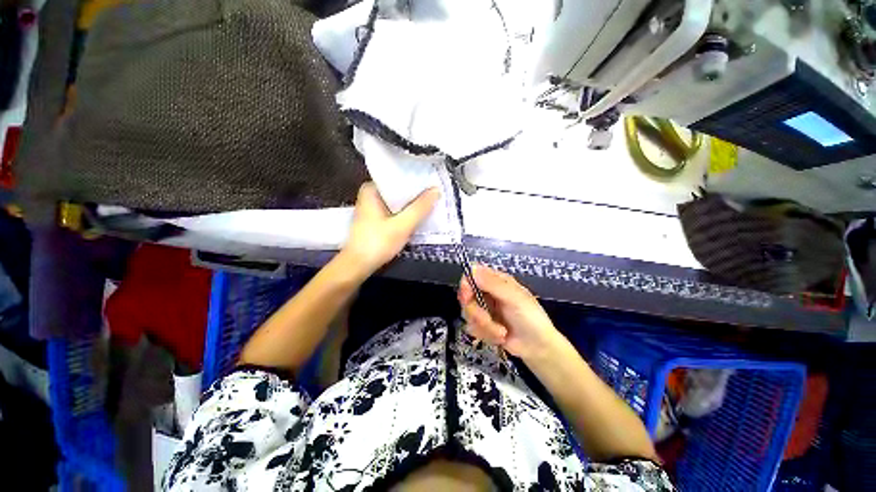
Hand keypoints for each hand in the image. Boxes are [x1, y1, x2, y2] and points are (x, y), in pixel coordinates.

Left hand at [340, 182, 439, 278]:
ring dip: (412, 204)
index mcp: (371, 189)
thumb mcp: (402, 225)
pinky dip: (405, 213)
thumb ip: (420, 208)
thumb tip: (436, 190)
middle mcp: (370, 195)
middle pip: (398, 190)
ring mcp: (372, 207)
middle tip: (435, 193)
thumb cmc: (377, 243)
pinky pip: (395, 210)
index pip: (398, 177)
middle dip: (416, 193)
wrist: (358, 265)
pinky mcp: (376, 219)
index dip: (416, 180)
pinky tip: (418, 215)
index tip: (433, 182)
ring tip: (431, 202)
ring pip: (397, 201)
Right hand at [458, 265, 561, 361]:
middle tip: (487, 320)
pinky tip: (500, 338)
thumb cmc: (531, 318)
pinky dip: (486, 335)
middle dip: (475, 312)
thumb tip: (472, 269)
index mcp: (496, 281)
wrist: (538, 348)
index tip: (467, 297)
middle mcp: (488, 292)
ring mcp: (484, 309)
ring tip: (502, 332)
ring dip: (484, 327)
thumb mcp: (514, 298)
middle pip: (466, 296)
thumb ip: (493, 284)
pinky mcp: (483, 325)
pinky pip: (472, 328)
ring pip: (468, 314)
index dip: (466, 284)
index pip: (472, 274)